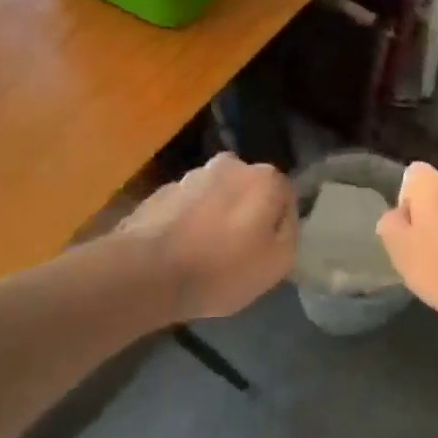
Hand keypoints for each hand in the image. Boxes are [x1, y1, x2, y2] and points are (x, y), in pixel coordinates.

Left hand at [122, 153, 296, 321]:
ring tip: (204, 253)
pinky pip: (186, 207)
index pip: (284, 195)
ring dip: (214, 215)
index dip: (278, 223)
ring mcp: (191, 175)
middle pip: (248, 190)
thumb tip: (282, 217)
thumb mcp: (278, 262)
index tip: (267, 249)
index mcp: (264, 177)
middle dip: (245, 213)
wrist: (147, 272)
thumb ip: (290, 232)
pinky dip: (187, 222)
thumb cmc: (222, 269)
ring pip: (215, 195)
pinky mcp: (160, 192)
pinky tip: (180, 250)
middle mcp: (229, 165)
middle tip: (237, 250)